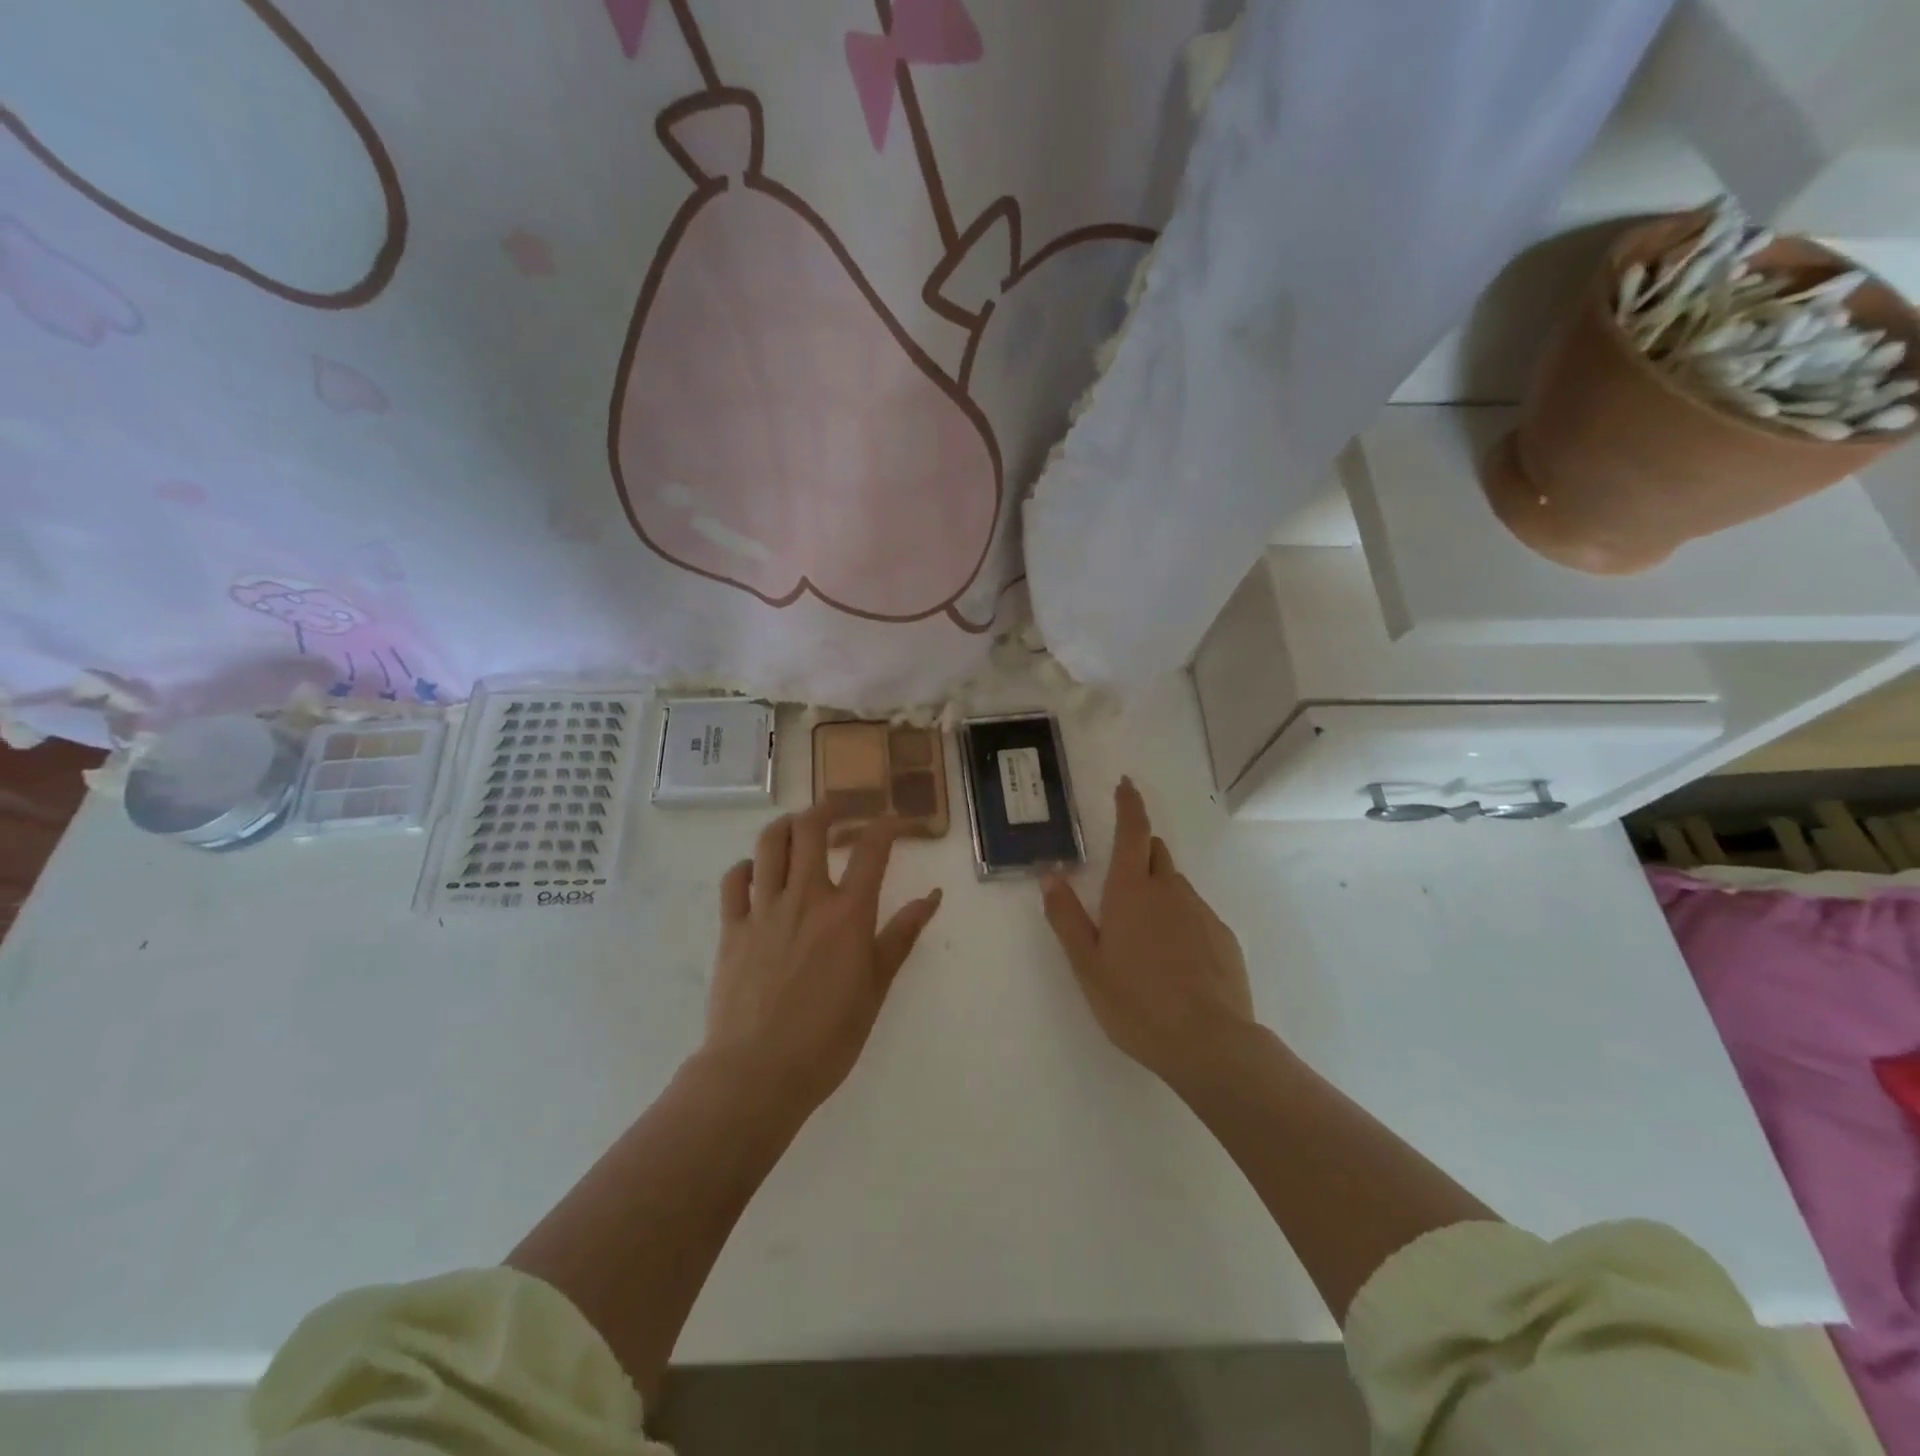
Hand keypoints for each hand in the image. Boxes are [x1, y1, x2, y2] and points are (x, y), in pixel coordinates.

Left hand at [703, 804, 942, 1111]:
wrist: (759, 1071)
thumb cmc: (829, 1036)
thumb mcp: (877, 986)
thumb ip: (902, 935)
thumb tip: (932, 897)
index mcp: (848, 913)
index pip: (872, 850)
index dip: (886, 826)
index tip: (893, 820)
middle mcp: (806, 898)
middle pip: (811, 830)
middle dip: (827, 809)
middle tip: (838, 811)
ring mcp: (764, 909)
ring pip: (770, 843)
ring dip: (786, 825)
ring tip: (797, 827)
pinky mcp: (732, 927)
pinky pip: (734, 880)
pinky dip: (747, 866)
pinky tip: (757, 871)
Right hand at [1041, 777, 1253, 1085]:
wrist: (1209, 1043)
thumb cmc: (1136, 1003)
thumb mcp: (1087, 964)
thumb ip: (1066, 916)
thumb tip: (1049, 874)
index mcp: (1131, 891)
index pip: (1132, 831)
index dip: (1128, 804)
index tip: (1126, 784)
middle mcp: (1169, 890)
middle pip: (1154, 852)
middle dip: (1138, 853)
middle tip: (1120, 888)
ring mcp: (1201, 912)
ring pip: (1175, 886)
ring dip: (1157, 893)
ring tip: (1145, 940)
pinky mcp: (1223, 937)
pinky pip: (1196, 914)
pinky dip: (1180, 922)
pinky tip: (1175, 962)